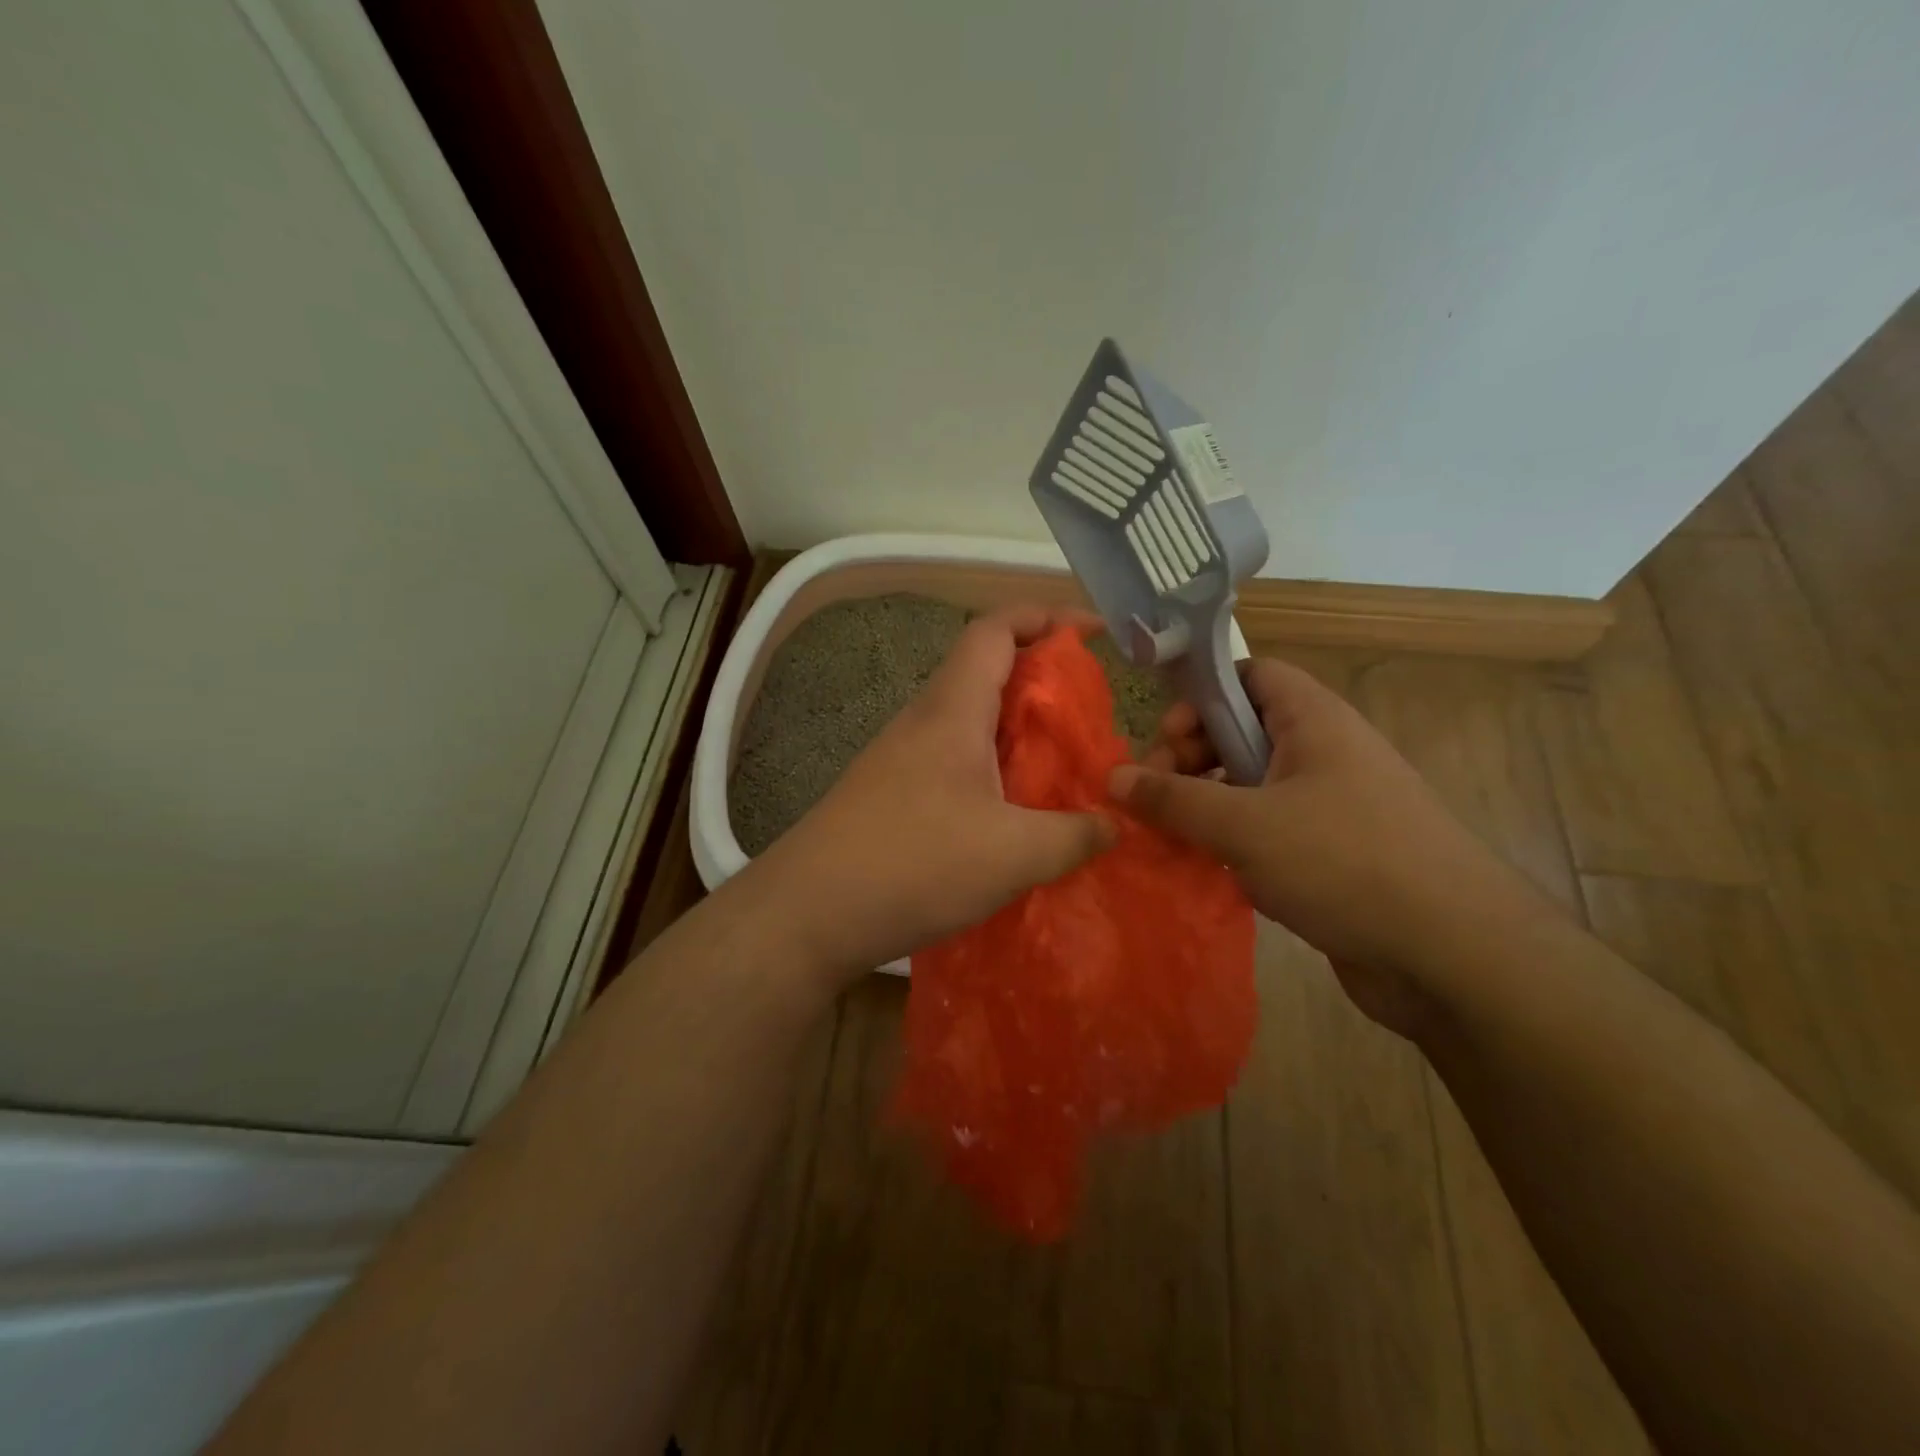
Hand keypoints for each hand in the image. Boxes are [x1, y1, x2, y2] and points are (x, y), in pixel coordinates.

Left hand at [751, 606, 1116, 981]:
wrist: (808, 913)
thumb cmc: (914, 864)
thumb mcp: (1012, 854)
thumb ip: (1073, 836)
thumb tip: (1114, 825)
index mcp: (952, 710)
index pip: (994, 630)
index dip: (1044, 616)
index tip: (1092, 631)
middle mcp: (923, 721)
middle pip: (984, 671)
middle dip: (1040, 678)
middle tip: (1087, 712)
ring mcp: (901, 758)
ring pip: (969, 720)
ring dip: (1015, 729)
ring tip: (1059, 764)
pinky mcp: (891, 793)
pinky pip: (953, 760)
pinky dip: (991, 768)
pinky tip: (1011, 813)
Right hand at [1110, 658, 1544, 1035]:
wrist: (1453, 957)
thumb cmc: (1344, 863)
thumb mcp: (1244, 825)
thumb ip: (1173, 799)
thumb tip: (1112, 777)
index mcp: (1313, 721)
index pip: (1251, 675)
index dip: (1203, 693)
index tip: (1164, 735)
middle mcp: (1323, 754)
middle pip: (1241, 732)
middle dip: (1191, 757)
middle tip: (1154, 794)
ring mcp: (1328, 807)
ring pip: (1249, 786)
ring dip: (1204, 804)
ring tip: (1168, 836)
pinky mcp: (1328, 856)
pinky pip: (1265, 831)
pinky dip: (1230, 842)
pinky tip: (1202, 869)